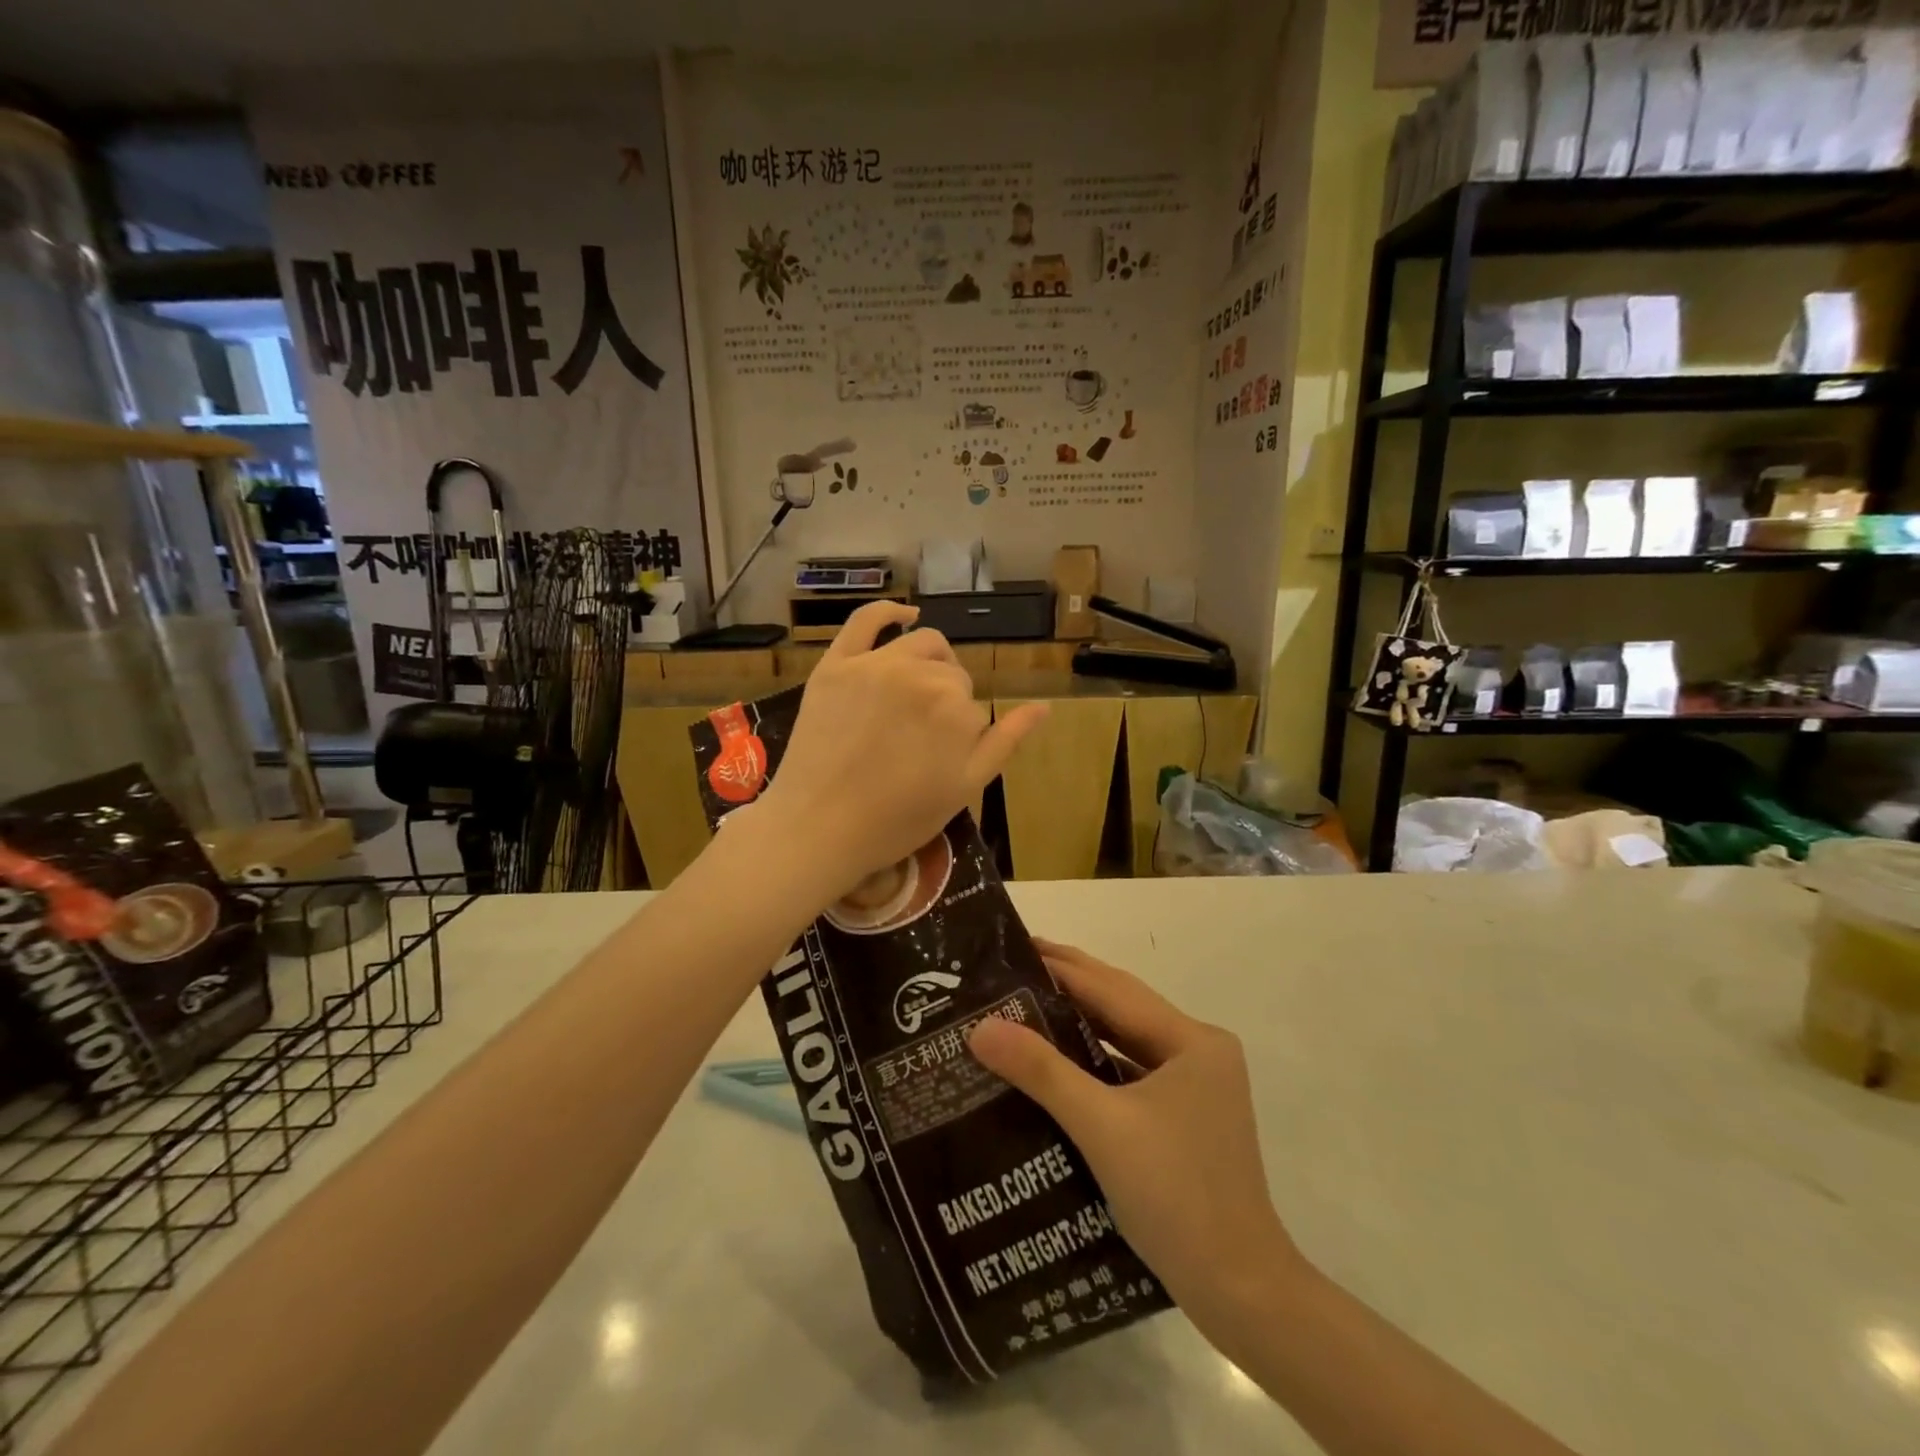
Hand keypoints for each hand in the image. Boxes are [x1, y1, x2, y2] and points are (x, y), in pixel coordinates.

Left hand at [760, 602, 1046, 896]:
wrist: (818, 828)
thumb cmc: (898, 818)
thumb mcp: (965, 787)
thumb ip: (1006, 742)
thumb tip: (1044, 707)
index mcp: (956, 707)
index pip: (972, 708)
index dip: (960, 736)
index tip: (938, 761)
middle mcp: (920, 673)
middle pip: (949, 676)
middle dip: (946, 702)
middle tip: (922, 740)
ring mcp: (874, 664)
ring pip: (921, 646)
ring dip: (930, 664)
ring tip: (916, 697)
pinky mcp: (835, 664)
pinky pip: (866, 620)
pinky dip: (890, 612)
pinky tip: (905, 616)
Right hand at [968, 940, 1303, 1319]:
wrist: (1241, 1293)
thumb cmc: (1176, 1197)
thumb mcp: (1102, 1127)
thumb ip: (1042, 1071)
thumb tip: (982, 1027)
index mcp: (1191, 1041)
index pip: (1113, 989)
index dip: (1064, 965)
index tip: (1017, 944)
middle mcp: (1199, 1052)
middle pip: (1123, 1007)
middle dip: (1070, 985)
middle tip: (1014, 967)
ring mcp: (1196, 1086)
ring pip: (1127, 1041)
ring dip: (1081, 1024)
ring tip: (1026, 1005)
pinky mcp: (1186, 1117)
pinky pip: (1132, 1073)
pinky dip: (1096, 1062)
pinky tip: (1059, 1063)